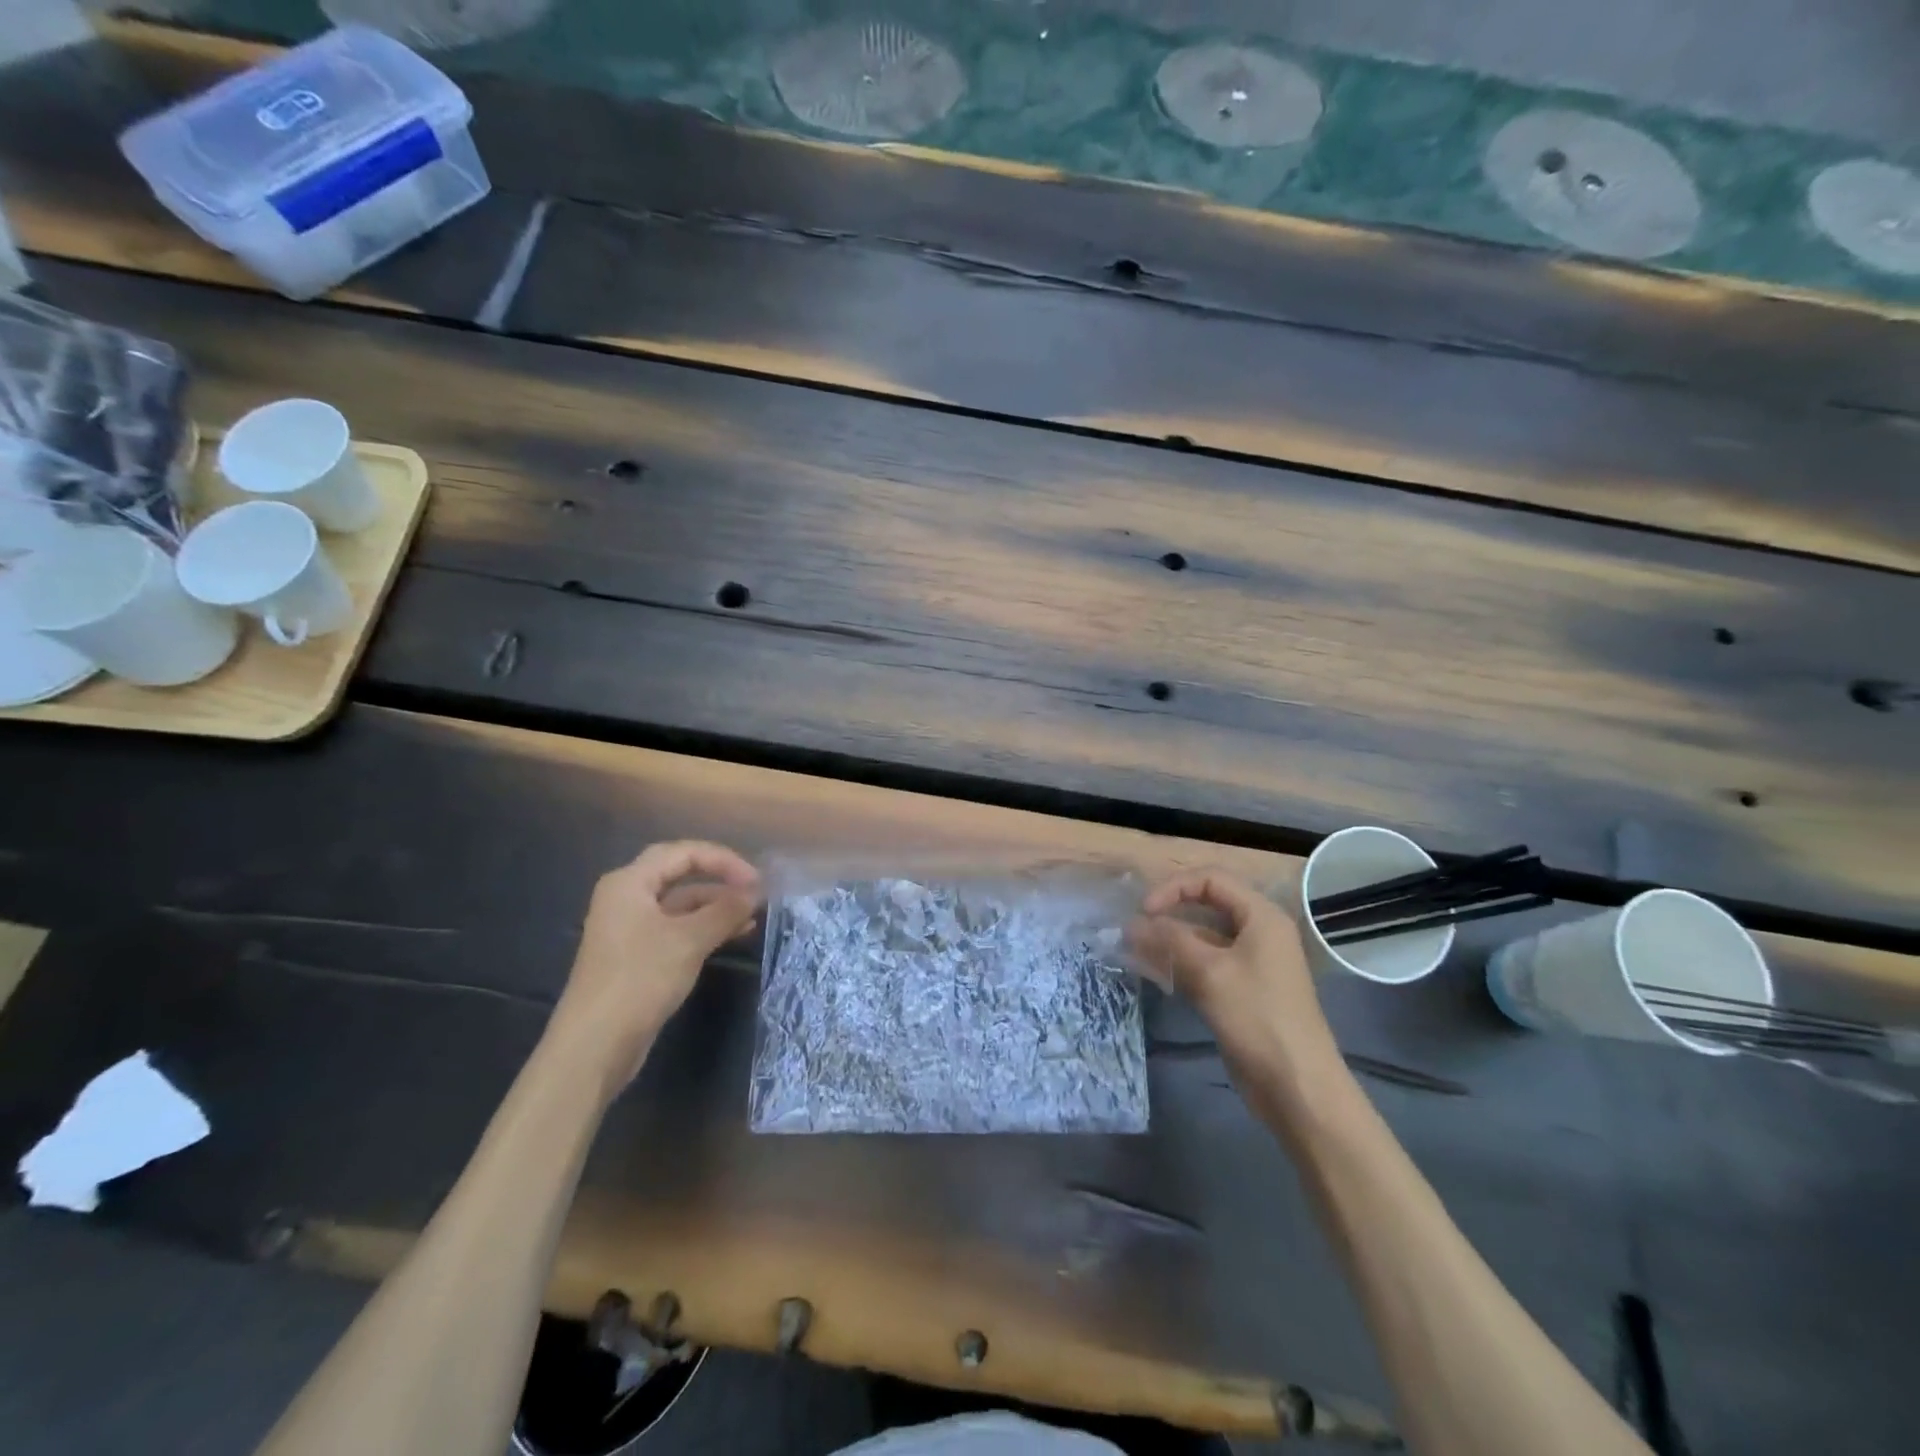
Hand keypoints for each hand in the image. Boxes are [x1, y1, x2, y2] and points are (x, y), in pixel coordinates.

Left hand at [547, 841, 760, 1094]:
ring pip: (681, 904)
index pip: (683, 852)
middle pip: (680, 874)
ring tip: (753, 915)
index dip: (723, 860)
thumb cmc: (639, 980)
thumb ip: (725, 911)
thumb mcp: (689, 940)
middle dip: (720, 879)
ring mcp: (631, 928)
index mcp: (629, 882)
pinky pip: (677, 928)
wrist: (594, 1046)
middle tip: (755, 891)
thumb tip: (755, 891)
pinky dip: (705, 928)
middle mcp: (627, 898)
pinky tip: (735, 935)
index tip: (755, 880)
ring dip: (716, 906)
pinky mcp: (638, 956)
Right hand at [1130, 870, 1340, 1094]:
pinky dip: (1180, 964)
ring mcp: (1251, 963)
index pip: (1211, 880)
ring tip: (1133, 950)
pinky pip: (1206, 964)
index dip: (1174, 888)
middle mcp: (1258, 932)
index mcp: (1261, 916)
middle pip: (1207, 906)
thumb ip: (1169, 940)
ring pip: (1203, 938)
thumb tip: (1132, 923)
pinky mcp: (1241, 991)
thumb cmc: (1257, 1017)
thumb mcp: (1209, 972)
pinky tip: (1153, 972)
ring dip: (1169, 940)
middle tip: (1134, 929)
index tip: (1143, 911)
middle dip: (1169, 914)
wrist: (1297, 1087)